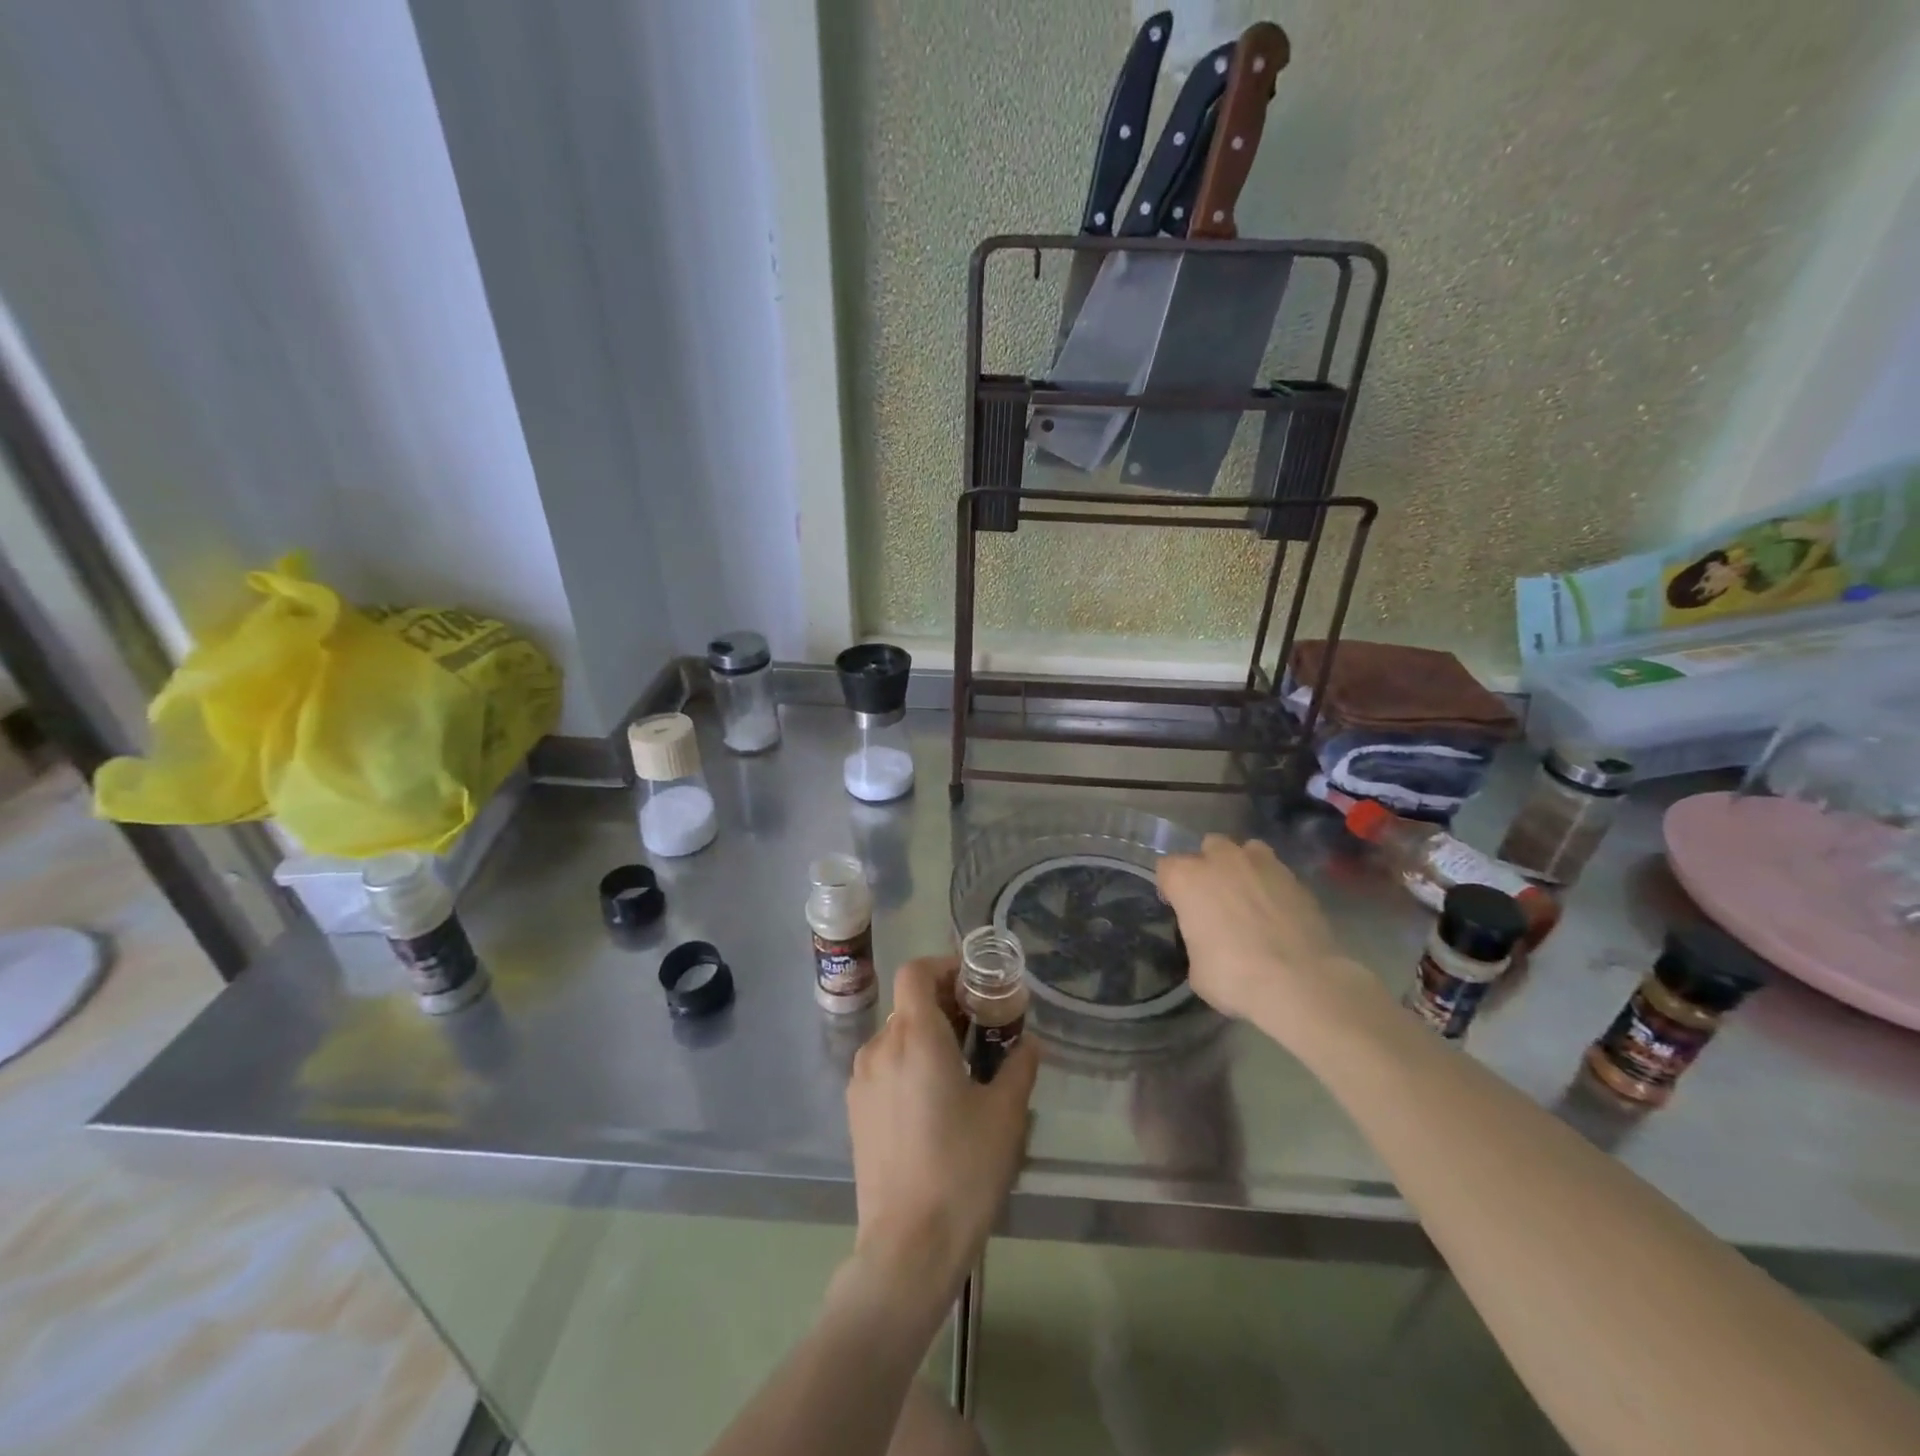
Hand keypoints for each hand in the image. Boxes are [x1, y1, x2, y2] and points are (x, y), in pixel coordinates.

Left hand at [845, 957, 1037, 1303]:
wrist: (908, 1246)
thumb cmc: (962, 1169)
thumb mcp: (1005, 1115)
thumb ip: (1019, 1067)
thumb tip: (1030, 1043)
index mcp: (915, 1036)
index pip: (916, 972)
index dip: (944, 966)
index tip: (975, 983)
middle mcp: (881, 1047)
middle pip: (909, 1004)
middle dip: (945, 1004)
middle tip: (981, 1026)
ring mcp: (862, 1080)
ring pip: (896, 1036)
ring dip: (927, 1035)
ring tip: (962, 1065)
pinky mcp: (855, 1111)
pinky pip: (884, 1066)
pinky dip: (909, 1063)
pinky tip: (935, 1100)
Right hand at [1157, 834, 1375, 1032]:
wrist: (1300, 983)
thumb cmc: (1234, 977)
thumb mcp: (1196, 968)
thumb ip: (1197, 941)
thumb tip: (1209, 943)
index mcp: (1187, 878)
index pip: (1166, 868)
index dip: (1171, 888)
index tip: (1179, 909)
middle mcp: (1222, 860)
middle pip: (1208, 848)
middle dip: (1209, 867)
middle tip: (1215, 899)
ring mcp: (1263, 865)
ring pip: (1247, 850)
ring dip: (1244, 867)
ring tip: (1249, 897)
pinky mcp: (1296, 879)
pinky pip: (1277, 873)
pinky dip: (1274, 887)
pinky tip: (1278, 913)